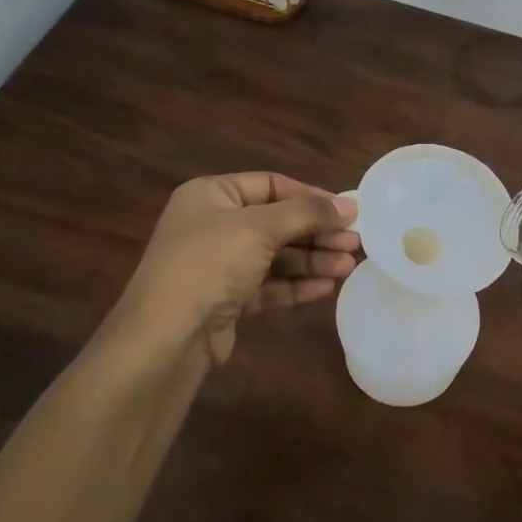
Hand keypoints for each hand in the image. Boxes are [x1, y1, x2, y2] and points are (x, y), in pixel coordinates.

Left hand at [115, 172, 359, 365]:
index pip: (271, 185)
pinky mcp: (226, 299)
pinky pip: (268, 285)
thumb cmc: (209, 264)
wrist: (166, 336)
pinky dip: (296, 285)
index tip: (347, 211)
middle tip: (355, 242)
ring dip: (312, 260)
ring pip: (275, 256)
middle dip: (316, 232)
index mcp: (211, 195)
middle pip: (277, 222)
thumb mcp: (259, 227)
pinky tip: (326, 288)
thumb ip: (306, 213)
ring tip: (348, 266)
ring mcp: (218, 264)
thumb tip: (349, 205)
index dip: (310, 196)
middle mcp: (213, 225)